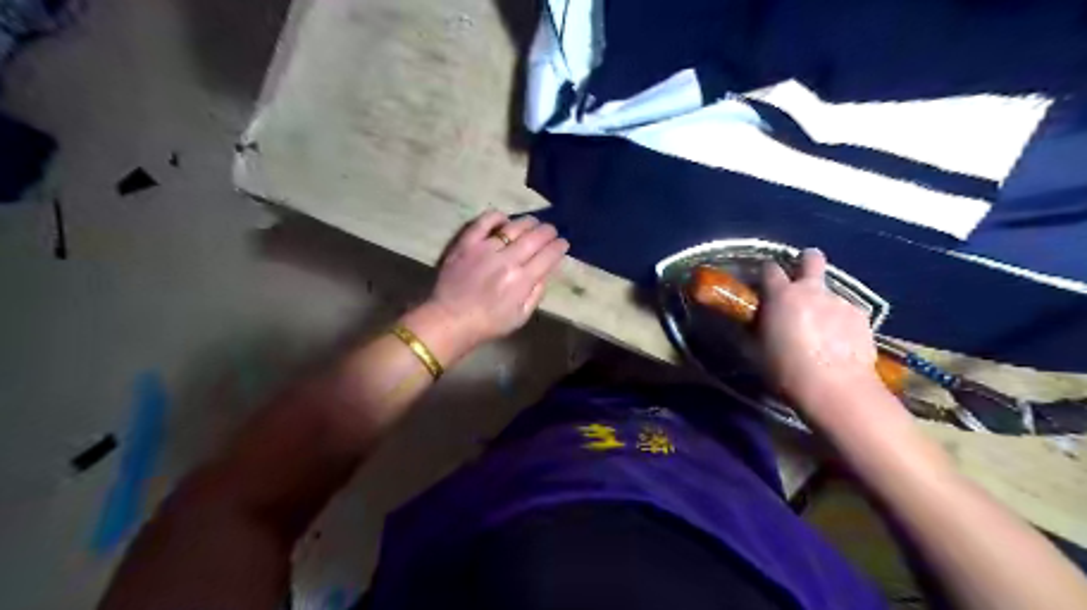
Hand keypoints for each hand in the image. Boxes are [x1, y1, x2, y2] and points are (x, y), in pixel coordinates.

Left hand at [417, 210, 572, 353]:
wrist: (450, 320)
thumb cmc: (488, 324)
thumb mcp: (521, 317)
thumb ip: (536, 293)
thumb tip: (546, 271)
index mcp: (523, 280)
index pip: (549, 256)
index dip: (559, 247)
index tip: (563, 244)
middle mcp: (507, 260)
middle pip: (535, 237)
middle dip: (548, 232)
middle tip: (552, 231)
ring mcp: (485, 248)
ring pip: (514, 226)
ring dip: (528, 222)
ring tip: (533, 223)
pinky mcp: (466, 243)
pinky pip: (484, 221)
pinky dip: (497, 217)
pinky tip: (504, 220)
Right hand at [759, 249, 880, 412]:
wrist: (836, 390)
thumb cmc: (786, 371)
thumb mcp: (756, 350)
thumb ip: (753, 328)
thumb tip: (748, 321)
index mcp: (782, 296)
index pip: (770, 268)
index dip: (766, 273)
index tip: (763, 284)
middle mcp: (812, 291)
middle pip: (811, 258)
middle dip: (806, 261)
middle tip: (800, 280)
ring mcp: (840, 302)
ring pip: (830, 291)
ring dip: (823, 301)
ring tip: (821, 329)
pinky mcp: (862, 318)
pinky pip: (847, 311)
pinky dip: (841, 321)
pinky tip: (839, 342)